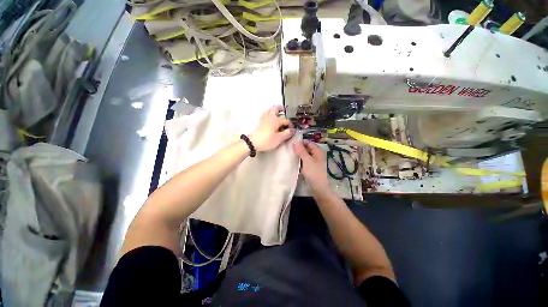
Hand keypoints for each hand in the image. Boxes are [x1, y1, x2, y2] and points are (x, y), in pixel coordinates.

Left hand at [249, 106, 294, 151]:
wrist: (253, 142)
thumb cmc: (267, 140)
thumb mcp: (279, 139)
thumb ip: (287, 134)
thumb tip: (292, 130)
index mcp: (276, 120)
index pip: (286, 120)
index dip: (290, 124)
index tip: (292, 130)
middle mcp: (270, 116)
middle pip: (276, 108)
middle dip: (281, 109)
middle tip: (285, 111)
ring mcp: (264, 118)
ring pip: (270, 110)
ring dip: (275, 111)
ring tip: (278, 115)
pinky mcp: (260, 122)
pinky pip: (266, 115)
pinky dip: (270, 115)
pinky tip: (271, 120)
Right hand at [294, 140, 329, 192]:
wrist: (319, 188)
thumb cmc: (314, 173)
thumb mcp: (307, 160)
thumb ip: (301, 151)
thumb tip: (295, 142)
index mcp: (318, 152)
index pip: (309, 143)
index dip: (301, 142)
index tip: (291, 143)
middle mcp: (317, 155)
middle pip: (307, 149)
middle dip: (299, 149)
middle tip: (289, 149)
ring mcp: (314, 162)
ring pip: (305, 156)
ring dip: (299, 155)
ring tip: (290, 155)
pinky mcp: (311, 168)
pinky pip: (305, 162)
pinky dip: (300, 161)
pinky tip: (294, 162)